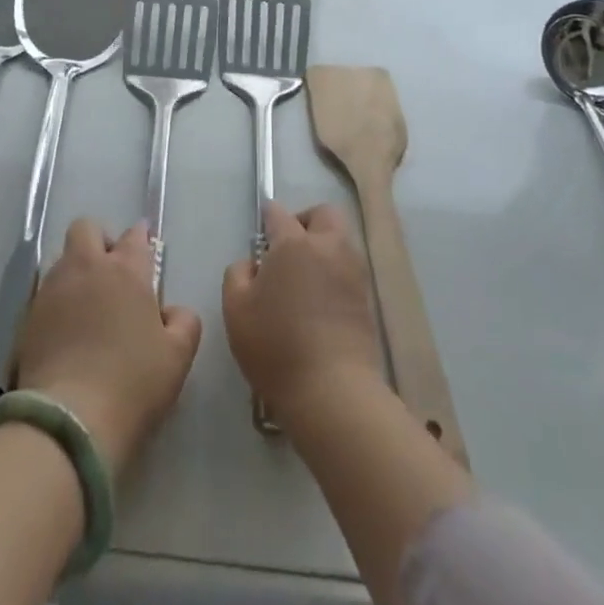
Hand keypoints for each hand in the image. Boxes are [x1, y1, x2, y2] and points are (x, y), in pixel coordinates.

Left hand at [15, 219, 202, 474]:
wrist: (69, 421)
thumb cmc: (132, 384)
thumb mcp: (177, 357)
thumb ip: (183, 322)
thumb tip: (171, 311)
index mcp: (126, 270)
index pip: (134, 237)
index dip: (141, 240)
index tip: (144, 253)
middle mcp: (87, 267)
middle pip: (87, 228)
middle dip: (99, 240)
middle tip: (111, 272)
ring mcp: (52, 289)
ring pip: (63, 258)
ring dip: (76, 270)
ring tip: (87, 304)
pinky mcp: (28, 317)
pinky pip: (45, 293)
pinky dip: (57, 301)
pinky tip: (65, 330)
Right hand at [223, 203, 384, 427]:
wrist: (333, 391)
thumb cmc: (276, 345)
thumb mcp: (236, 309)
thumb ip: (237, 274)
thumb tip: (253, 263)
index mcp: (293, 243)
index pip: (278, 213)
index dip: (268, 217)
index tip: (262, 230)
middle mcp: (328, 247)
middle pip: (322, 214)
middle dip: (305, 221)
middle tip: (288, 248)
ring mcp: (352, 271)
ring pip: (341, 240)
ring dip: (324, 246)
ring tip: (305, 277)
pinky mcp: (367, 298)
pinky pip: (349, 269)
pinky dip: (335, 273)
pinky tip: (320, 300)